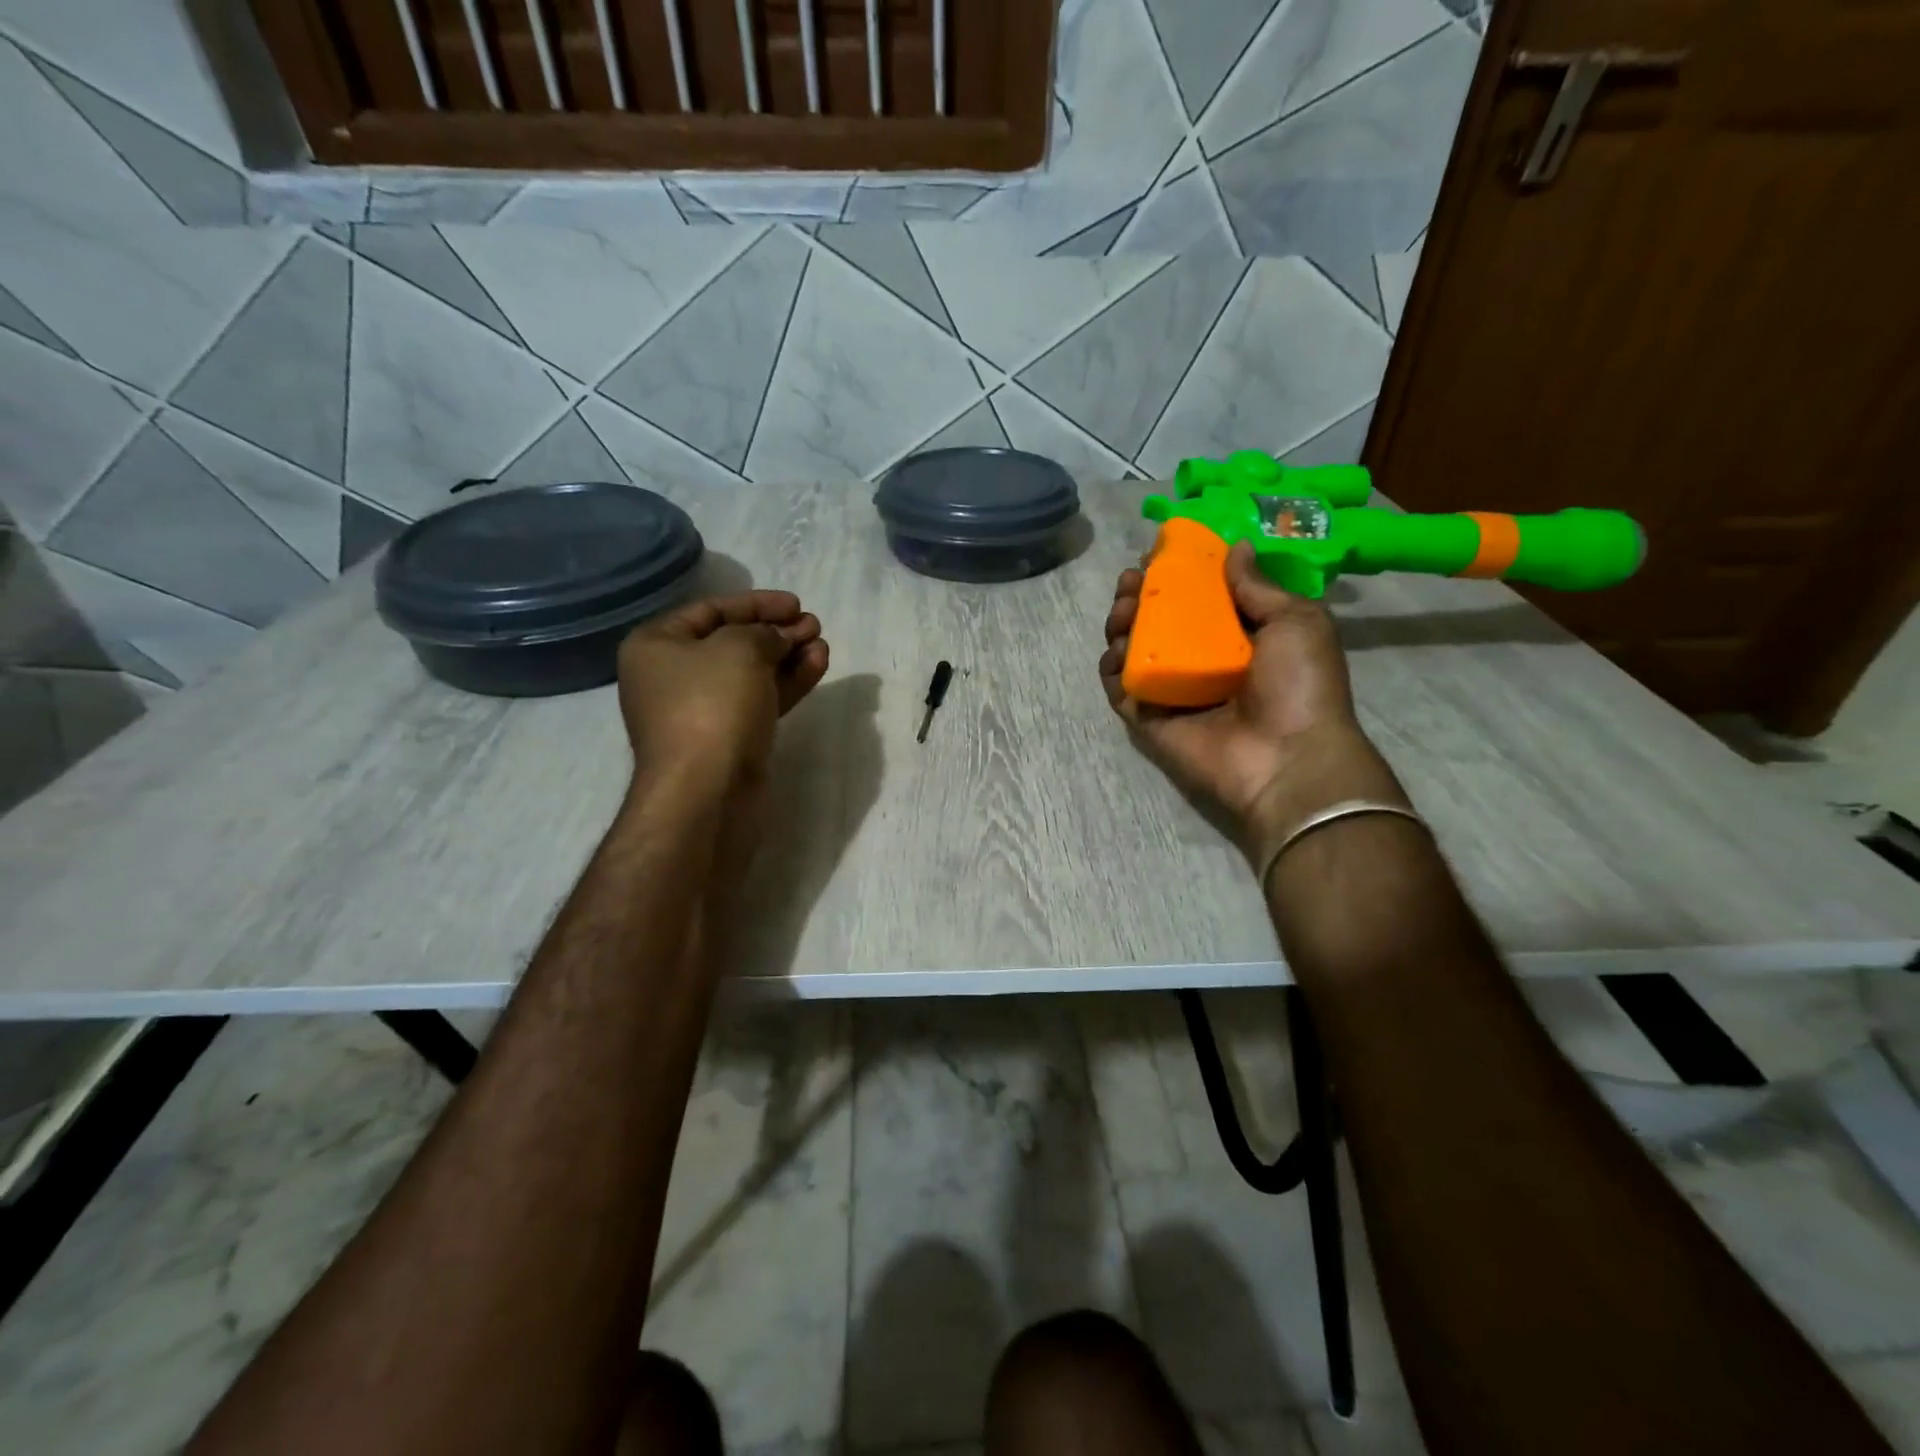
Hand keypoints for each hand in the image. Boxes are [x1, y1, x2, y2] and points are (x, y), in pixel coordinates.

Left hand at [617, 590, 828, 792]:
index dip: (756, 603)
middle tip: (813, 625)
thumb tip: (781, 636)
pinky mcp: (730, 739)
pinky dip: (787, 683)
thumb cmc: (711, 705)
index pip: (710, 610)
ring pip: (752, 674)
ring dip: (788, 656)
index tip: (795, 604)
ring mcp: (702, 712)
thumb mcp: (739, 649)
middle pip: (733, 642)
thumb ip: (765, 632)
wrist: (707, 791)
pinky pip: (761, 700)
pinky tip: (817, 666)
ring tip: (821, 644)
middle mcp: (673, 677)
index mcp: (656, 646)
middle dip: (776, 631)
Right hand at [1099, 541, 1402, 859]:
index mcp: (1240, 636)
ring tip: (1122, 611)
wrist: (1287, 758)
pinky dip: (1111, 669)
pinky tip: (1114, 651)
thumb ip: (1258, 586)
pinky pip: (1121, 689)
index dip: (1177, 573)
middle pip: (1159, 620)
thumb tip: (1235, 547)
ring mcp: (1174, 691)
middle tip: (1130, 581)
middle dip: (1141, 595)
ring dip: (1122, 625)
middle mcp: (1203, 660)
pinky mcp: (1150, 718)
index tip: (1158, 554)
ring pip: (1134, 650)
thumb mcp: (1296, 621)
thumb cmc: (1299, 685)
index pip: (1199, 597)